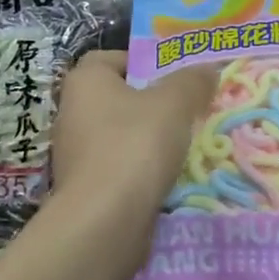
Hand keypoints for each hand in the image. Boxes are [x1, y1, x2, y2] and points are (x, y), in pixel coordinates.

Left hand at [52, 51, 217, 222]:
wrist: (104, 222)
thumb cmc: (135, 145)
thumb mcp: (174, 103)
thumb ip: (192, 81)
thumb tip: (206, 70)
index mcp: (85, 81)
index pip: (110, 58)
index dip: (142, 62)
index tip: (173, 76)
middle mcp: (72, 112)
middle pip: (118, 97)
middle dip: (152, 103)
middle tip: (188, 108)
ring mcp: (75, 153)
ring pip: (119, 135)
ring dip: (148, 139)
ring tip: (185, 144)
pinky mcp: (84, 188)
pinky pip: (119, 168)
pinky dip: (140, 171)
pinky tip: (168, 178)